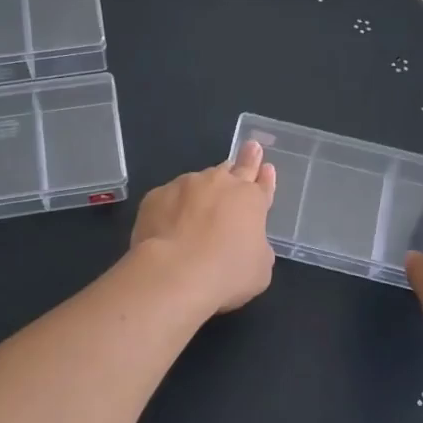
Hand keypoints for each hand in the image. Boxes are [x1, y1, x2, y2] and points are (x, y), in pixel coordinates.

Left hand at [130, 141, 276, 313]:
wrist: (174, 273)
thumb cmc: (227, 274)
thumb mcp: (259, 269)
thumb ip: (257, 248)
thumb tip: (246, 242)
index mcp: (250, 200)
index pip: (262, 184)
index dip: (265, 177)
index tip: (266, 166)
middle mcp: (220, 184)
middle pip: (236, 168)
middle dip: (245, 159)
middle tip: (250, 147)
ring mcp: (186, 185)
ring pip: (200, 181)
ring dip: (204, 189)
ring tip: (199, 206)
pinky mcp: (156, 195)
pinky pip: (169, 197)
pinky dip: (172, 207)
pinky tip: (168, 224)